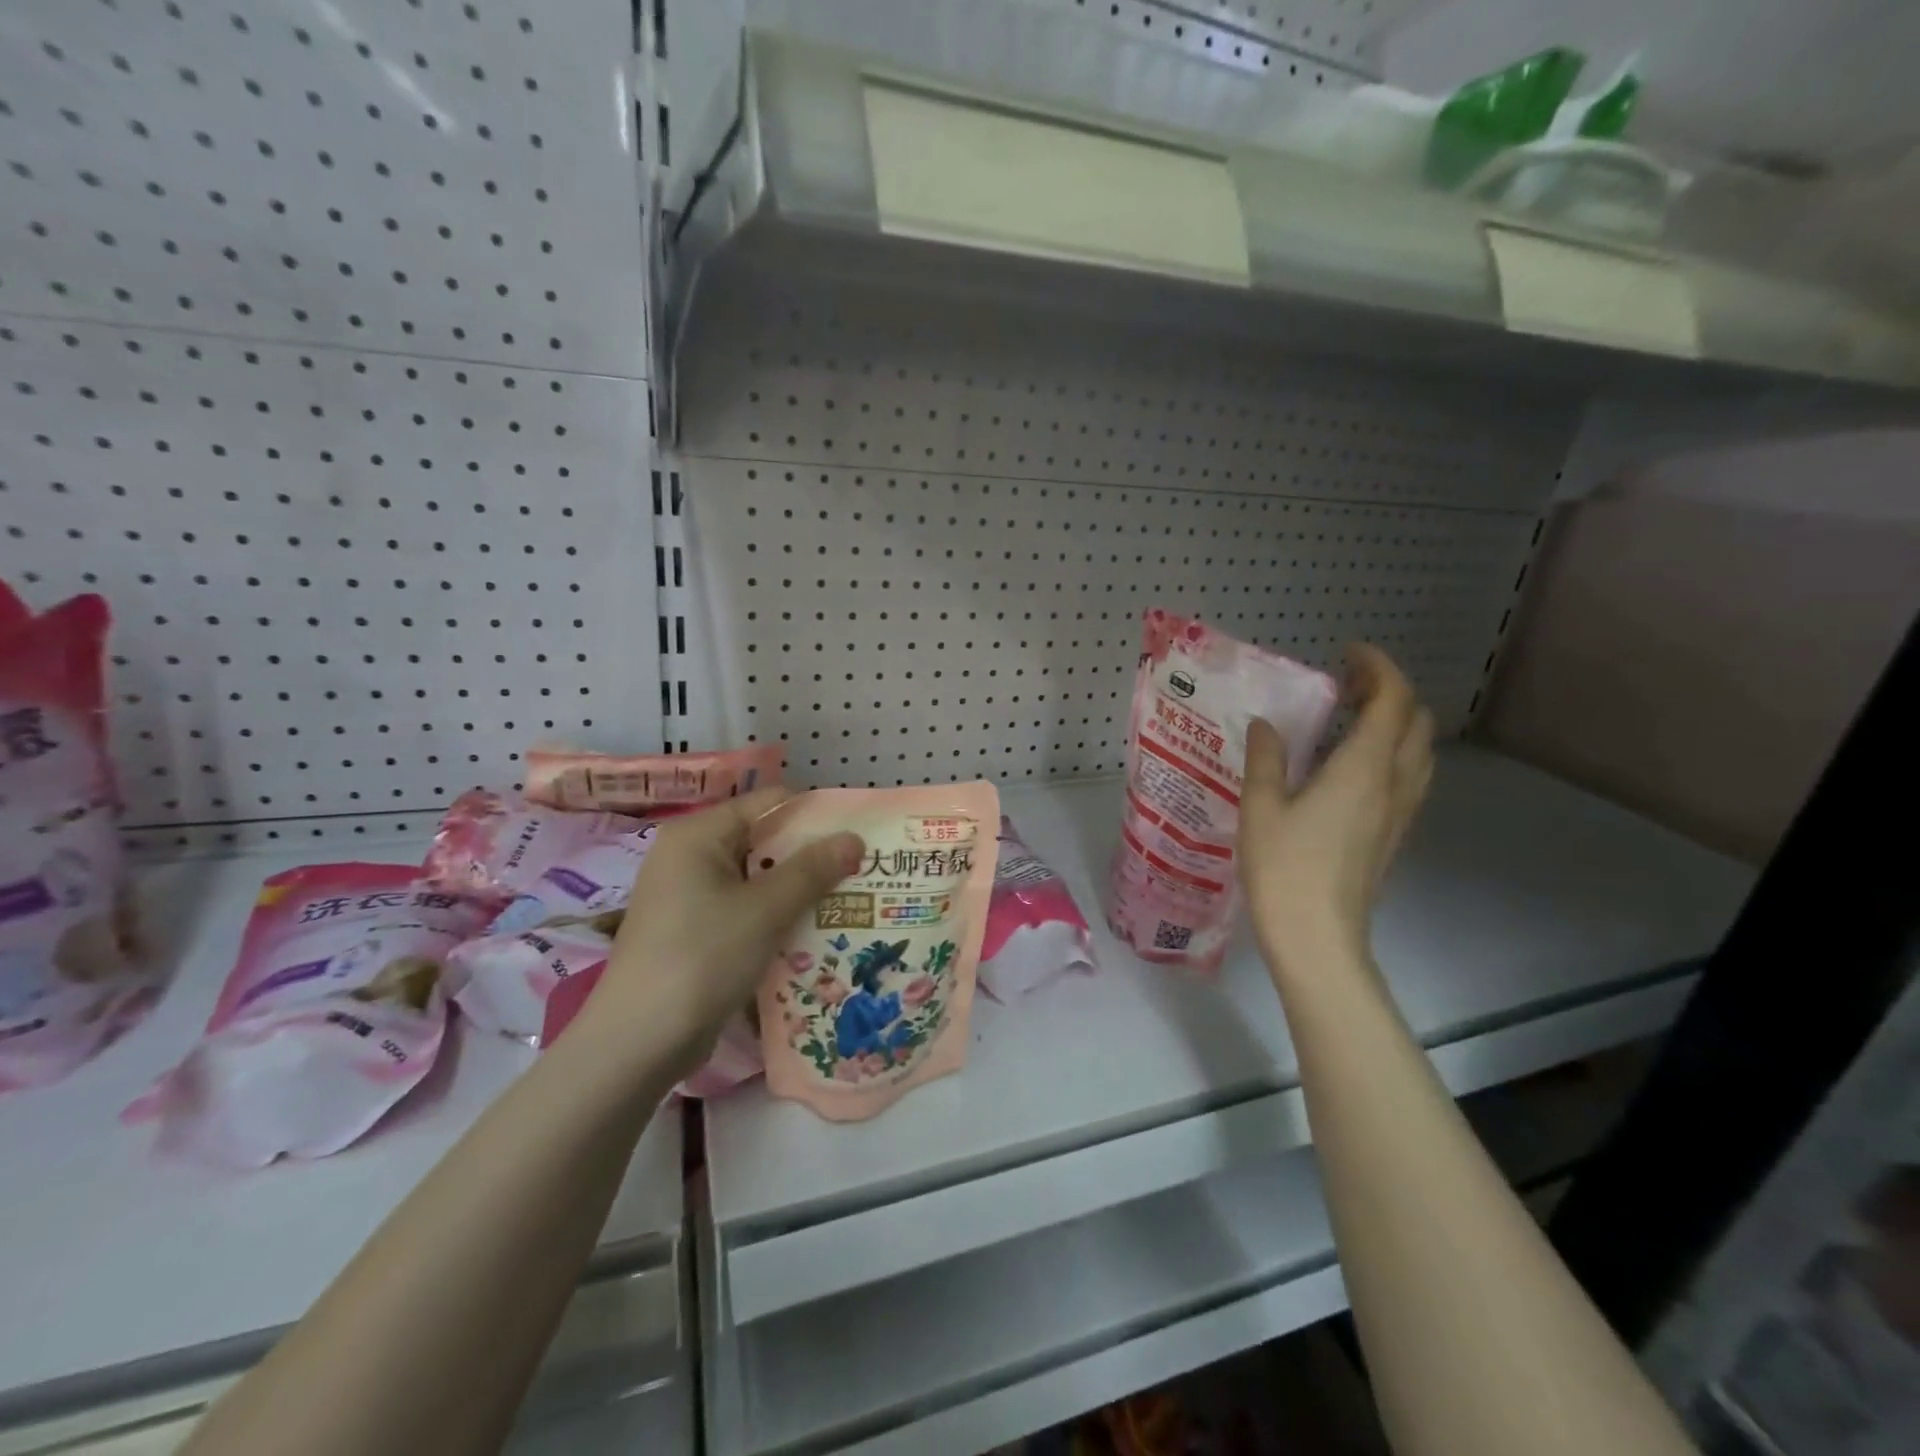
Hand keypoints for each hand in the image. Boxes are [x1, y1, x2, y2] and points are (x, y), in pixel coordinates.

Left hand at [584, 789, 863, 1079]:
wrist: (638, 1043)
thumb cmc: (702, 957)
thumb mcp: (766, 909)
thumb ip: (812, 869)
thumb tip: (855, 837)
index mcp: (698, 834)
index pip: (766, 803)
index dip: (813, 814)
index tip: (856, 833)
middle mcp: (688, 856)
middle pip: (762, 841)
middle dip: (810, 856)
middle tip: (860, 870)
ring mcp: (687, 896)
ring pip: (755, 880)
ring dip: (796, 890)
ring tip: (846, 902)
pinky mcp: (692, 932)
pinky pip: (743, 910)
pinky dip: (774, 917)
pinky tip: (810, 934)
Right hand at [1239, 644, 1433, 975]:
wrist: (1318, 937)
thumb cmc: (1284, 868)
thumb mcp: (1261, 807)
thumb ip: (1266, 758)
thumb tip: (1267, 725)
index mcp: (1363, 768)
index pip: (1393, 700)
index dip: (1378, 667)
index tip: (1348, 654)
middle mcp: (1394, 783)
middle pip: (1416, 721)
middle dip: (1390, 692)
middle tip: (1345, 688)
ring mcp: (1401, 811)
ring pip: (1419, 750)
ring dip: (1395, 723)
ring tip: (1349, 722)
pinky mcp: (1395, 834)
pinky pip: (1410, 776)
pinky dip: (1392, 753)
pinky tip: (1351, 767)